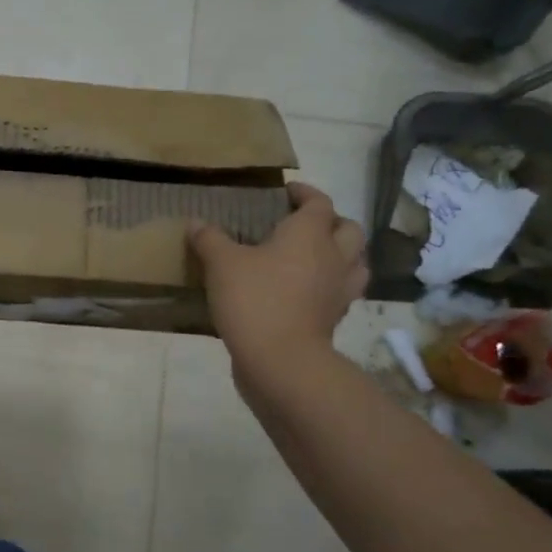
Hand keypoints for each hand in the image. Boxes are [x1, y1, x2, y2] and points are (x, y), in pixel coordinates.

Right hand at [190, 182, 367, 372]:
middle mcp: (334, 257)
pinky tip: (306, 290)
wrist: (281, 360)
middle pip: (348, 229)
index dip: (305, 193)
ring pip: (356, 261)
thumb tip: (195, 223)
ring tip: (315, 256)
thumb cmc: (254, 299)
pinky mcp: (335, 318)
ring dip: (341, 253)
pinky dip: (330, 284)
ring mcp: (340, 290)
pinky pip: (341, 292)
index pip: (319, 202)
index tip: (286, 191)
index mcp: (309, 234)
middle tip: (304, 224)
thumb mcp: (221, 264)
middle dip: (330, 221)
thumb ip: (209, 239)